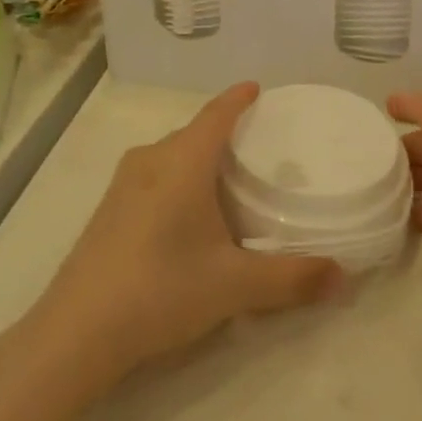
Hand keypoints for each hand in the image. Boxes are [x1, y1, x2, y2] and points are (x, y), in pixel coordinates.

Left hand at [29, 83, 342, 389]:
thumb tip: (345, 277)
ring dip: (197, 158)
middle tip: (255, 146)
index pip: (216, 114)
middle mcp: (151, 160)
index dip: (238, 99)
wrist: (76, 332)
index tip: (256, 88)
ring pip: (170, 156)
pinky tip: (185, 215)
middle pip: (193, 133)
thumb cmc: (162, 289)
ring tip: (225, 180)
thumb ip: (292, 278)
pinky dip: (176, 179)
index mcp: (183, 161)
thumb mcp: (235, 285)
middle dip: (222, 133)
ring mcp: (123, 184)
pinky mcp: (107, 210)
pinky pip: (152, 177)